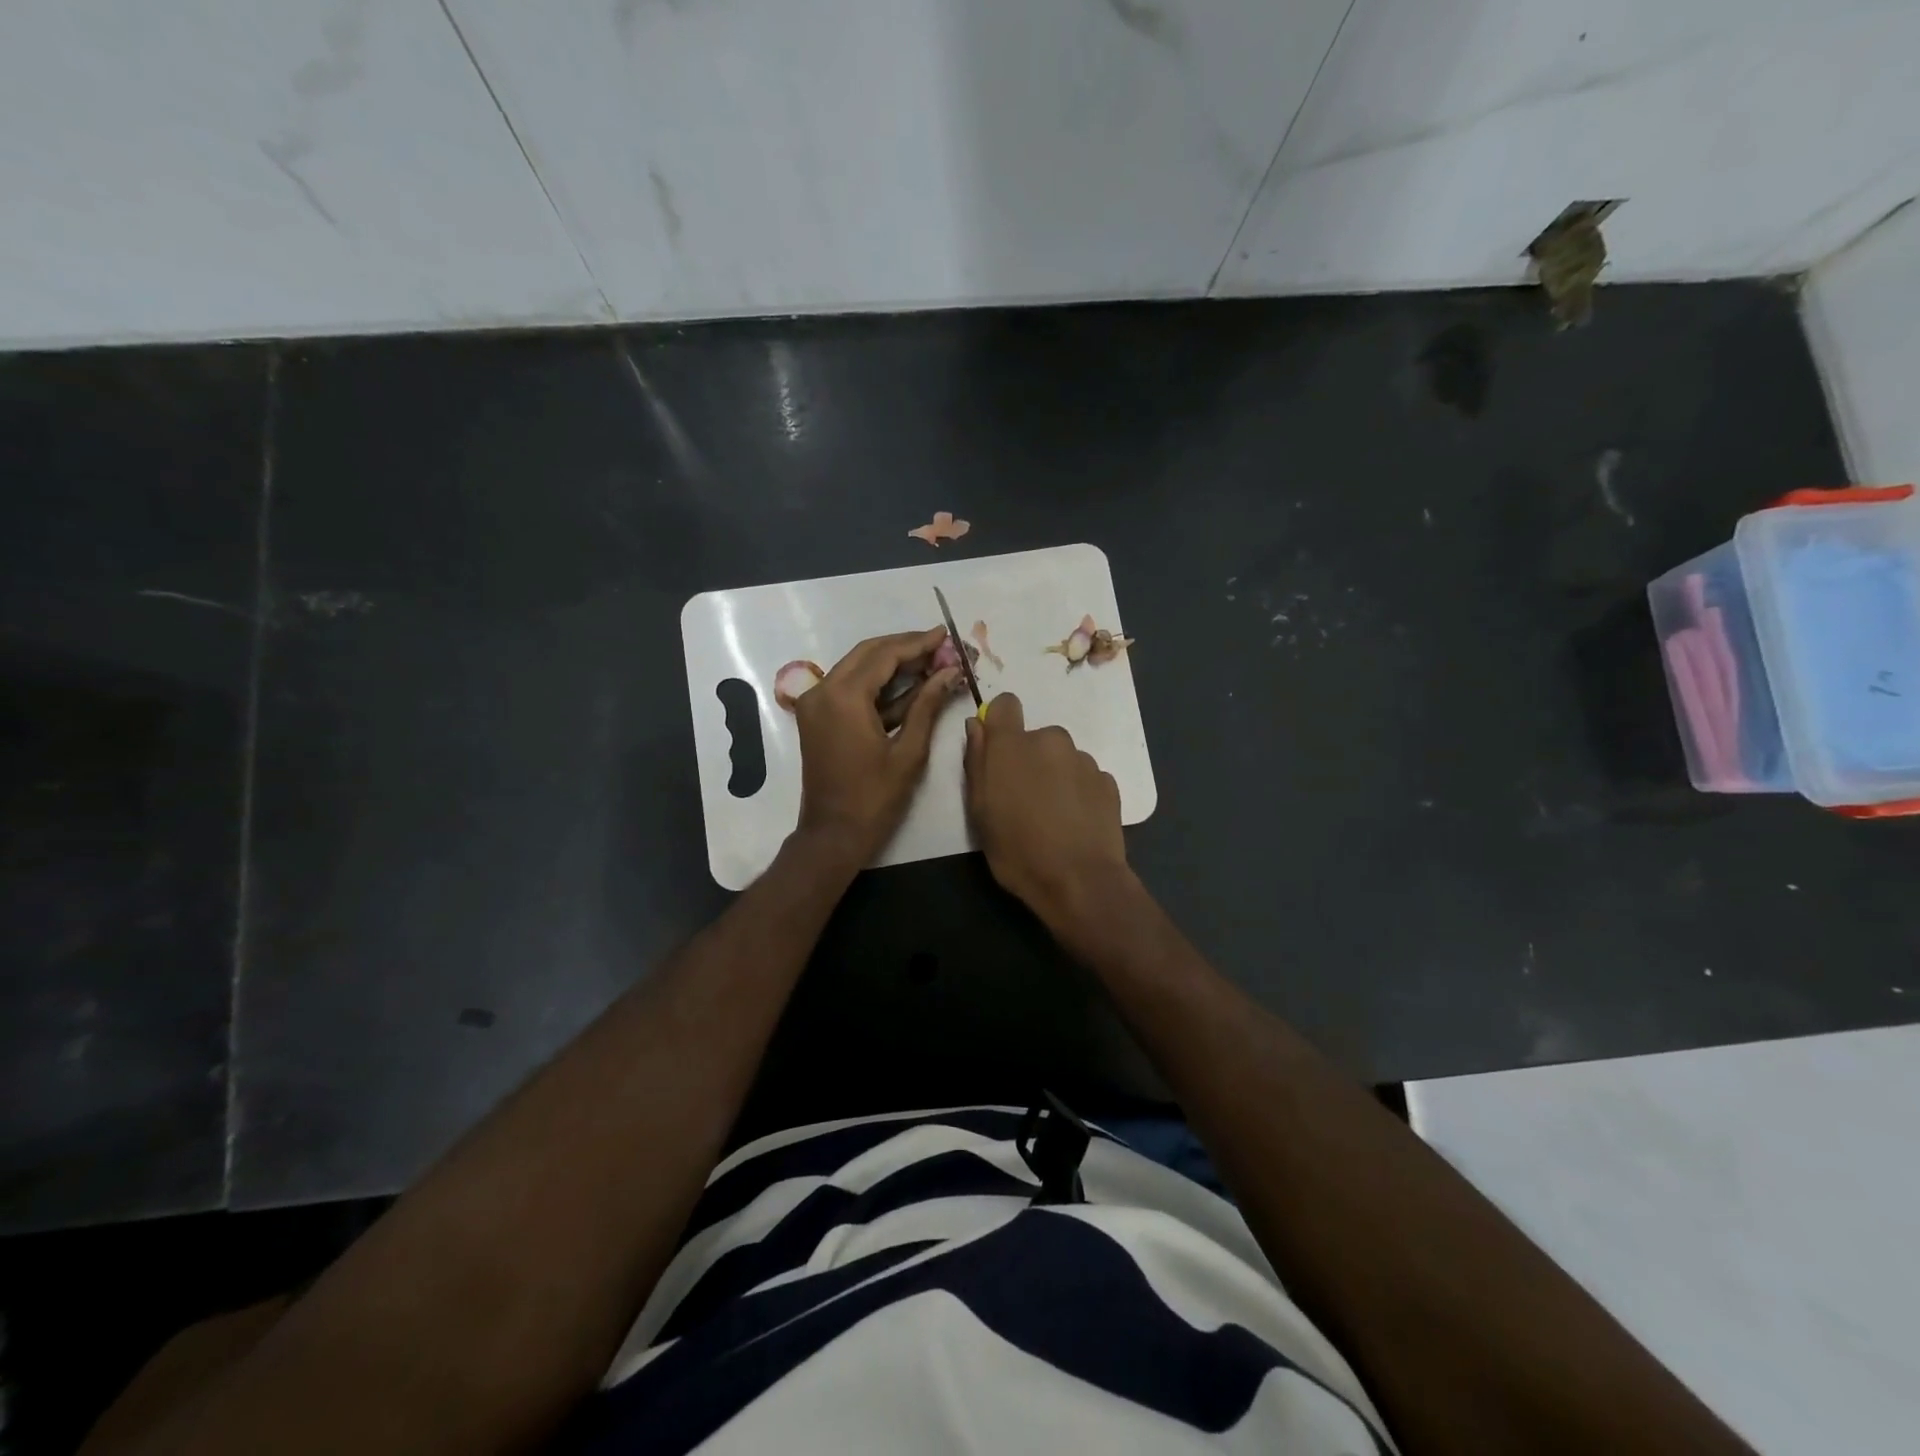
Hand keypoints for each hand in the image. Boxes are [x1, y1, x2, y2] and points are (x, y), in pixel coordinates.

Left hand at [794, 627, 961, 863]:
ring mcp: (816, 703)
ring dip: (892, 663)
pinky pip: (849, 687)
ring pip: (857, 667)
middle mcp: (823, 690)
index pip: (885, 655)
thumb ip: (927, 706)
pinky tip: (909, 685)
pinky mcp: (818, 717)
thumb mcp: (908, 751)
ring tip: (931, 661)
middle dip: (905, 647)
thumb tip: (950, 672)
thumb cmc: (874, 798)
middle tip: (940, 645)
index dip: (917, 643)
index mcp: (843, 697)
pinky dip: (877, 684)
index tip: (945, 635)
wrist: (833, 834)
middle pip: (868, 653)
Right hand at [963, 693, 1131, 931]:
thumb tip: (976, 725)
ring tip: (1052, 816)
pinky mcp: (1108, 781)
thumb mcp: (979, 811)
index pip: (1005, 704)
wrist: (1080, 881)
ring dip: (1054, 776)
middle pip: (1035, 737)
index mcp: (1013, 745)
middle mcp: (1051, 740)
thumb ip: (976, 761)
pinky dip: (1077, 791)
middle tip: (1023, 800)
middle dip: (1028, 759)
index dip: (999, 722)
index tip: (997, 750)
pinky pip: (1084, 776)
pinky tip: (1074, 823)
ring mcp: (1084, 760)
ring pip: (1061, 758)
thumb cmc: (1018, 850)